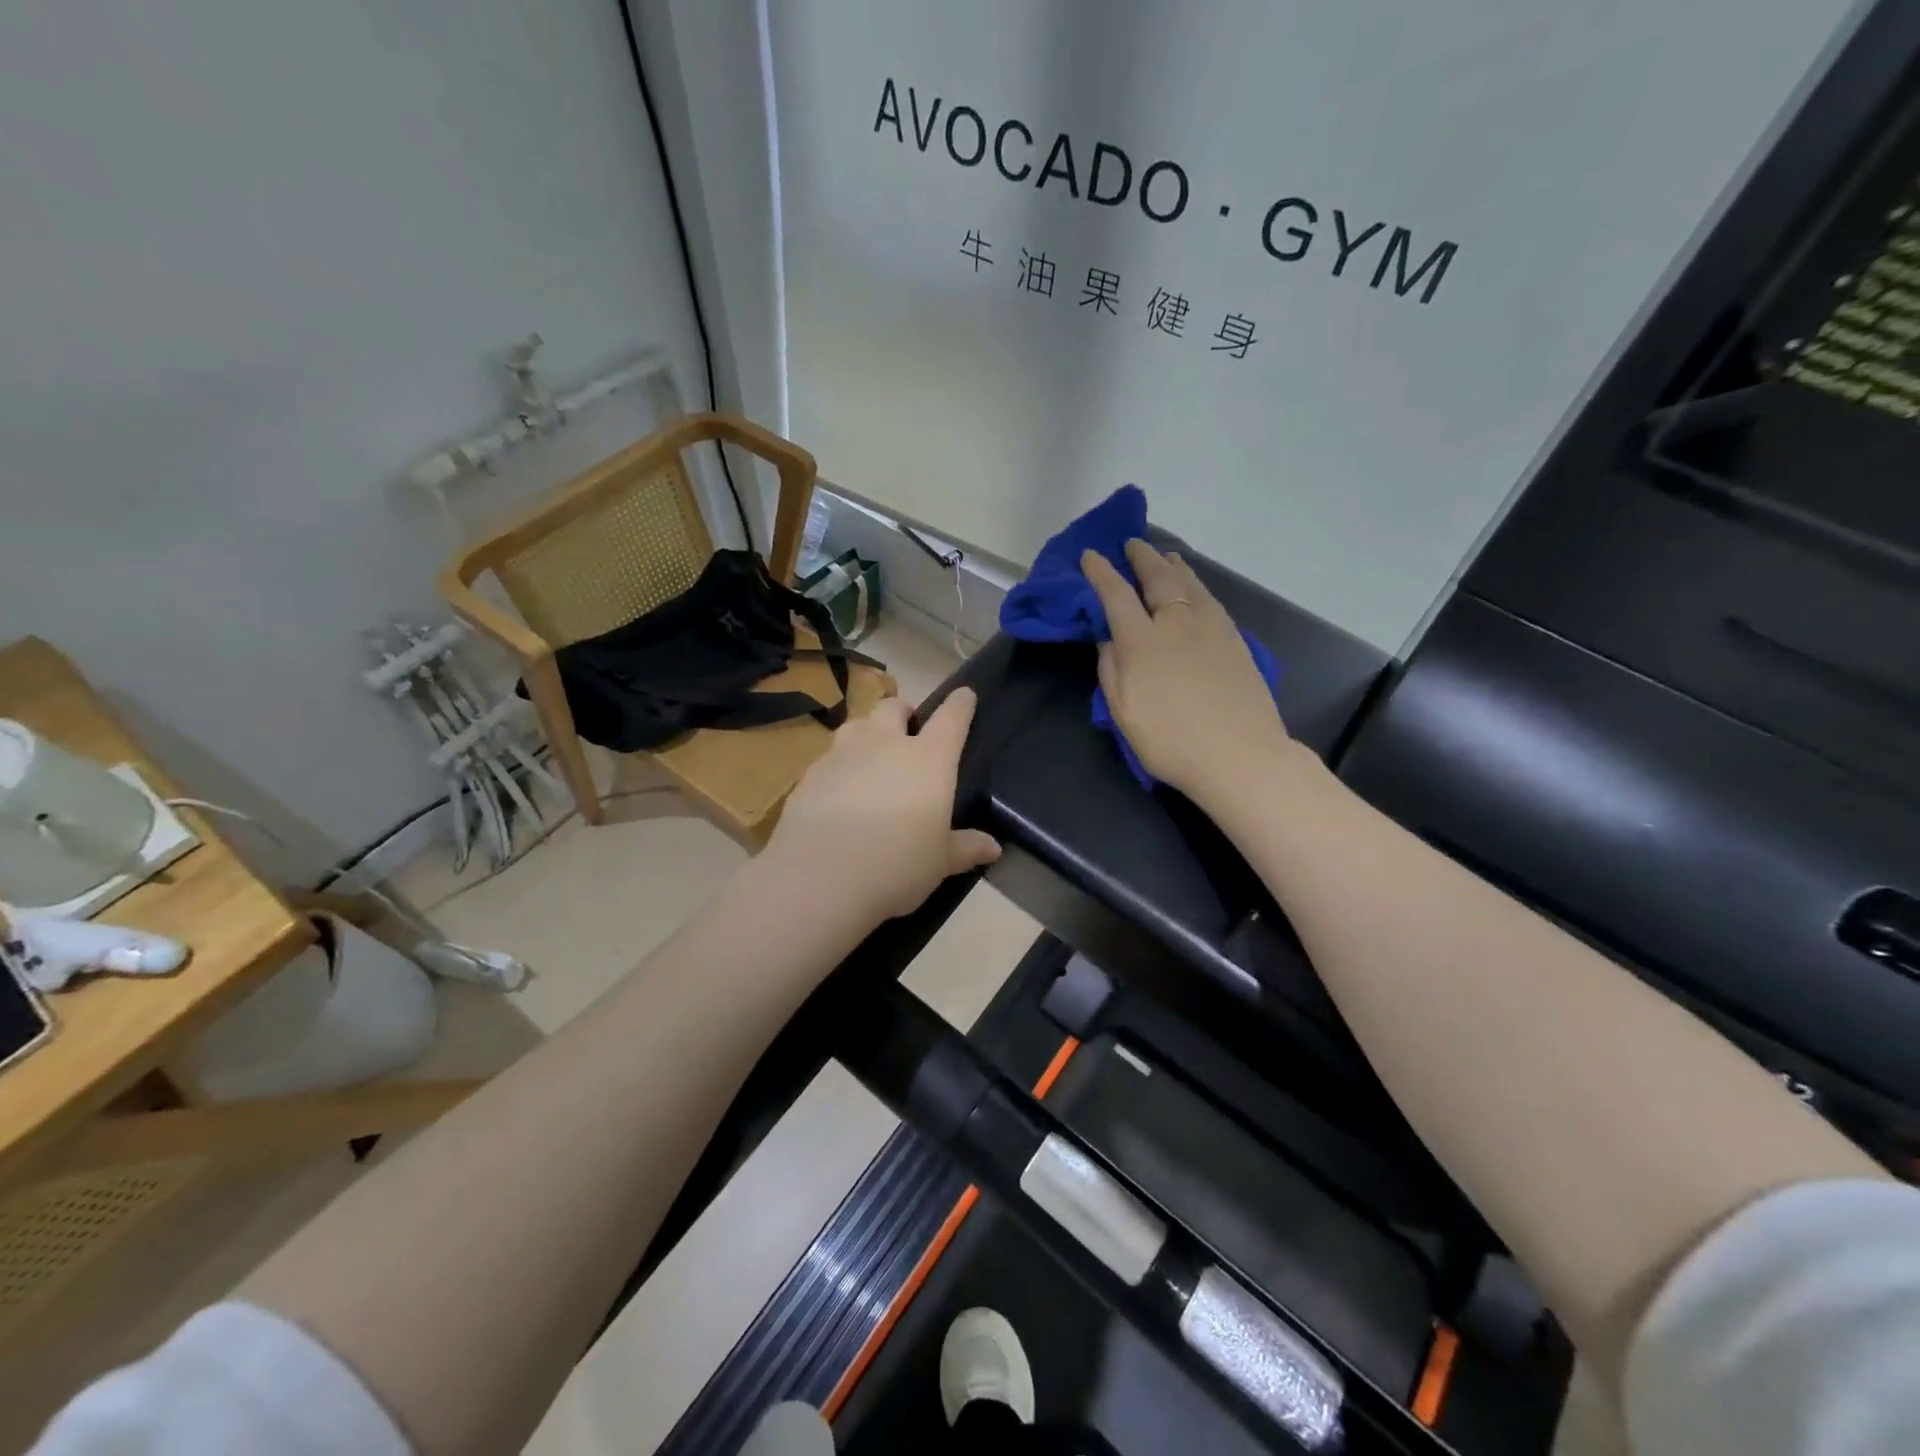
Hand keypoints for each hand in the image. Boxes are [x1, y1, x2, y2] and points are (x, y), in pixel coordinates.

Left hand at [764, 688, 1000, 922]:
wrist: (819, 877)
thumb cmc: (896, 865)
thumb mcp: (940, 863)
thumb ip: (965, 848)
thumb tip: (993, 848)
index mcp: (928, 759)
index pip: (951, 718)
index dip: (960, 704)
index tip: (965, 695)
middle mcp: (885, 745)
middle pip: (893, 707)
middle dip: (903, 712)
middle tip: (907, 731)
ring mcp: (842, 754)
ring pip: (856, 724)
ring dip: (867, 732)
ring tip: (870, 755)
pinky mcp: (809, 774)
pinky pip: (828, 757)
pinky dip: (838, 766)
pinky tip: (838, 791)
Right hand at [1082, 540, 1293, 804]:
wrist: (1240, 755)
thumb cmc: (1171, 741)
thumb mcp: (1124, 713)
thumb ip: (1111, 670)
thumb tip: (1108, 639)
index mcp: (1141, 641)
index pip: (1115, 594)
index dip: (1100, 572)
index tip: (1090, 555)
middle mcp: (1175, 623)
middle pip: (1156, 578)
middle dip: (1140, 557)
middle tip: (1131, 543)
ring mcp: (1210, 626)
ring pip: (1188, 582)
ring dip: (1171, 564)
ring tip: (1163, 554)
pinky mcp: (1234, 638)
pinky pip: (1208, 597)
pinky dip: (1194, 582)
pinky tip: (1193, 585)